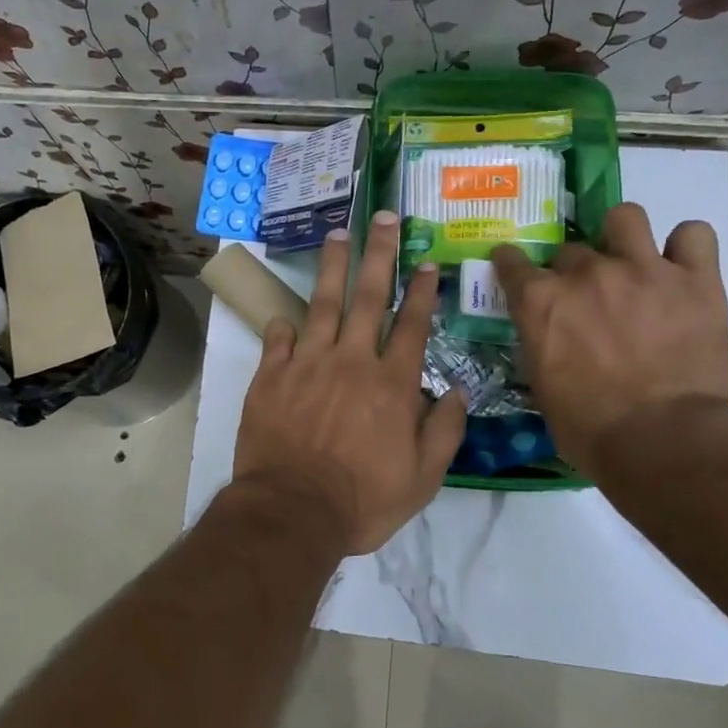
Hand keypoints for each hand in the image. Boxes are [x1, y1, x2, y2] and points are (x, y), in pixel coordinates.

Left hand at [233, 213, 467, 555]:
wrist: (292, 511)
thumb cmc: (362, 500)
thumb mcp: (422, 479)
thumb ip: (444, 431)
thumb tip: (457, 390)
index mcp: (391, 384)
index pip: (412, 325)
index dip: (421, 291)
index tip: (427, 262)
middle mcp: (351, 361)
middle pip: (368, 297)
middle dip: (379, 254)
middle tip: (383, 217)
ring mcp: (307, 364)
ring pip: (322, 303)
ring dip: (332, 266)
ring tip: (337, 234)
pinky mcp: (271, 376)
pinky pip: (279, 339)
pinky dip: (284, 325)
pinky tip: (286, 315)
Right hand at [491, 203, 727, 474]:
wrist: (660, 440)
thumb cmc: (589, 427)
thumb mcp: (542, 385)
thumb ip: (540, 343)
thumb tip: (548, 335)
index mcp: (540, 301)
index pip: (511, 261)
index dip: (511, 263)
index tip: (514, 268)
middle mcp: (586, 273)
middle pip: (570, 250)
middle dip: (573, 270)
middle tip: (587, 297)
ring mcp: (642, 269)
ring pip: (625, 217)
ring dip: (622, 236)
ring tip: (631, 261)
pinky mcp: (695, 280)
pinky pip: (694, 235)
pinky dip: (686, 246)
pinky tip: (682, 267)